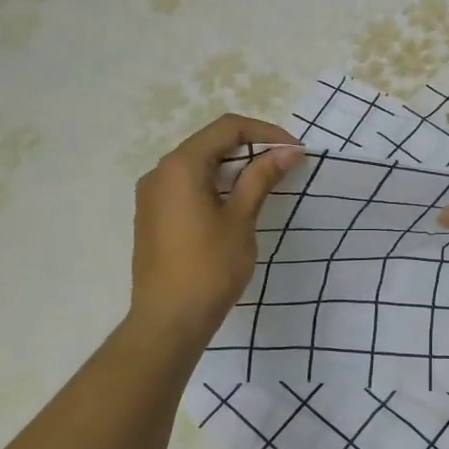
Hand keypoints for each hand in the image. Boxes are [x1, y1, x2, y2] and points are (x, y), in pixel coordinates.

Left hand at [130, 114, 304, 341]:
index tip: (296, 152)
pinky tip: (235, 203)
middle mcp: (160, 172)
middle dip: (251, 148)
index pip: (227, 128)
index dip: (266, 133)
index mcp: (181, 165)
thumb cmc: (209, 268)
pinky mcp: (153, 215)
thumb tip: (289, 152)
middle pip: (211, 143)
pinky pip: (187, 185)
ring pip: (199, 165)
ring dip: (234, 167)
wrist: (168, 320)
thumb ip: (261, 178)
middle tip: (285, 166)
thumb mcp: (240, 219)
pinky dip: (215, 185)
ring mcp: (152, 195)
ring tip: (266, 183)